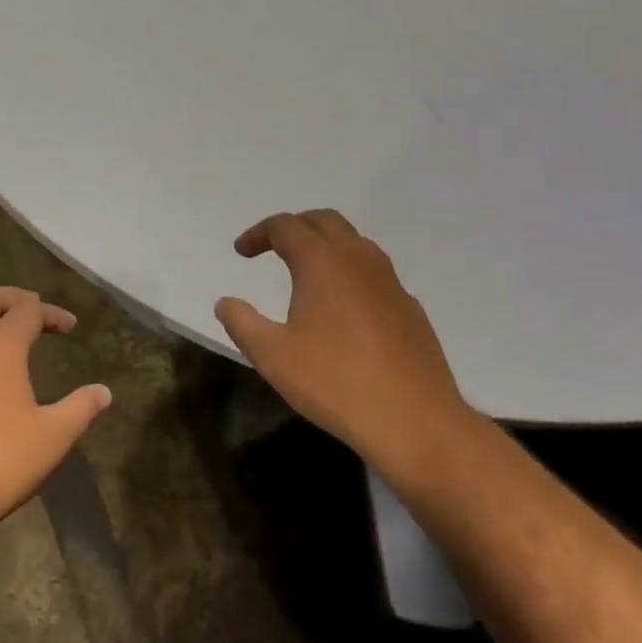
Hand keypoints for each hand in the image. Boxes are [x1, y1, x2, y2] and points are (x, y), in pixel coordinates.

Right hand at [214, 210, 473, 468]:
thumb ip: (242, 323)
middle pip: (323, 221)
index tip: (241, 251)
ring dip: (325, 244)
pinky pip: (374, 272)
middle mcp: (358, 259)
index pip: (285, 226)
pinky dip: (350, 271)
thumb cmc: (335, 383)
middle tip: (271, 248)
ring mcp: (390, 281)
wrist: (415, 422)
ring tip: (306, 271)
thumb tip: (226, 302)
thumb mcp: (272, 356)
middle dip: (294, 227)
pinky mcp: (409, 307)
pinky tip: (342, 307)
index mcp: (322, 262)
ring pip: (354, 242)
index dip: (258, 233)